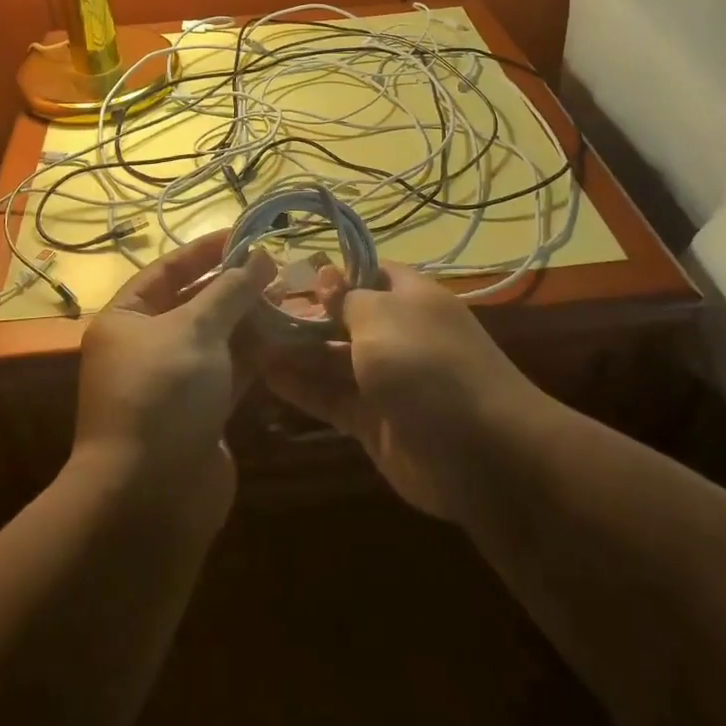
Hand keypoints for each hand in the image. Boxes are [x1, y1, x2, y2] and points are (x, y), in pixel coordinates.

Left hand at [73, 231, 275, 528]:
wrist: (152, 498)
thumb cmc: (163, 394)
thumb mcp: (195, 329)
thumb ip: (230, 291)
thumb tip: (260, 256)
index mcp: (126, 319)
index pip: (167, 270)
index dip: (205, 251)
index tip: (246, 235)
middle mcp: (147, 347)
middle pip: (195, 303)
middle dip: (235, 286)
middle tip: (279, 266)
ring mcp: (176, 382)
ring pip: (218, 338)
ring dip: (251, 319)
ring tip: (292, 295)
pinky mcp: (202, 412)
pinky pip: (231, 371)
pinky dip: (257, 354)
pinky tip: (289, 336)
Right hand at [260, 261, 537, 520]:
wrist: (482, 454)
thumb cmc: (428, 365)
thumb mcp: (383, 317)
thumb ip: (347, 298)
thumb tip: (325, 274)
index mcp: (407, 297)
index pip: (363, 272)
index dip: (327, 271)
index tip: (282, 272)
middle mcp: (395, 333)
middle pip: (341, 316)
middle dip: (300, 312)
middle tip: (248, 309)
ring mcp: (384, 379)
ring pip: (330, 358)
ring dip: (292, 350)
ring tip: (243, 339)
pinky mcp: (372, 421)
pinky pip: (330, 397)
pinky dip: (300, 387)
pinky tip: (263, 376)